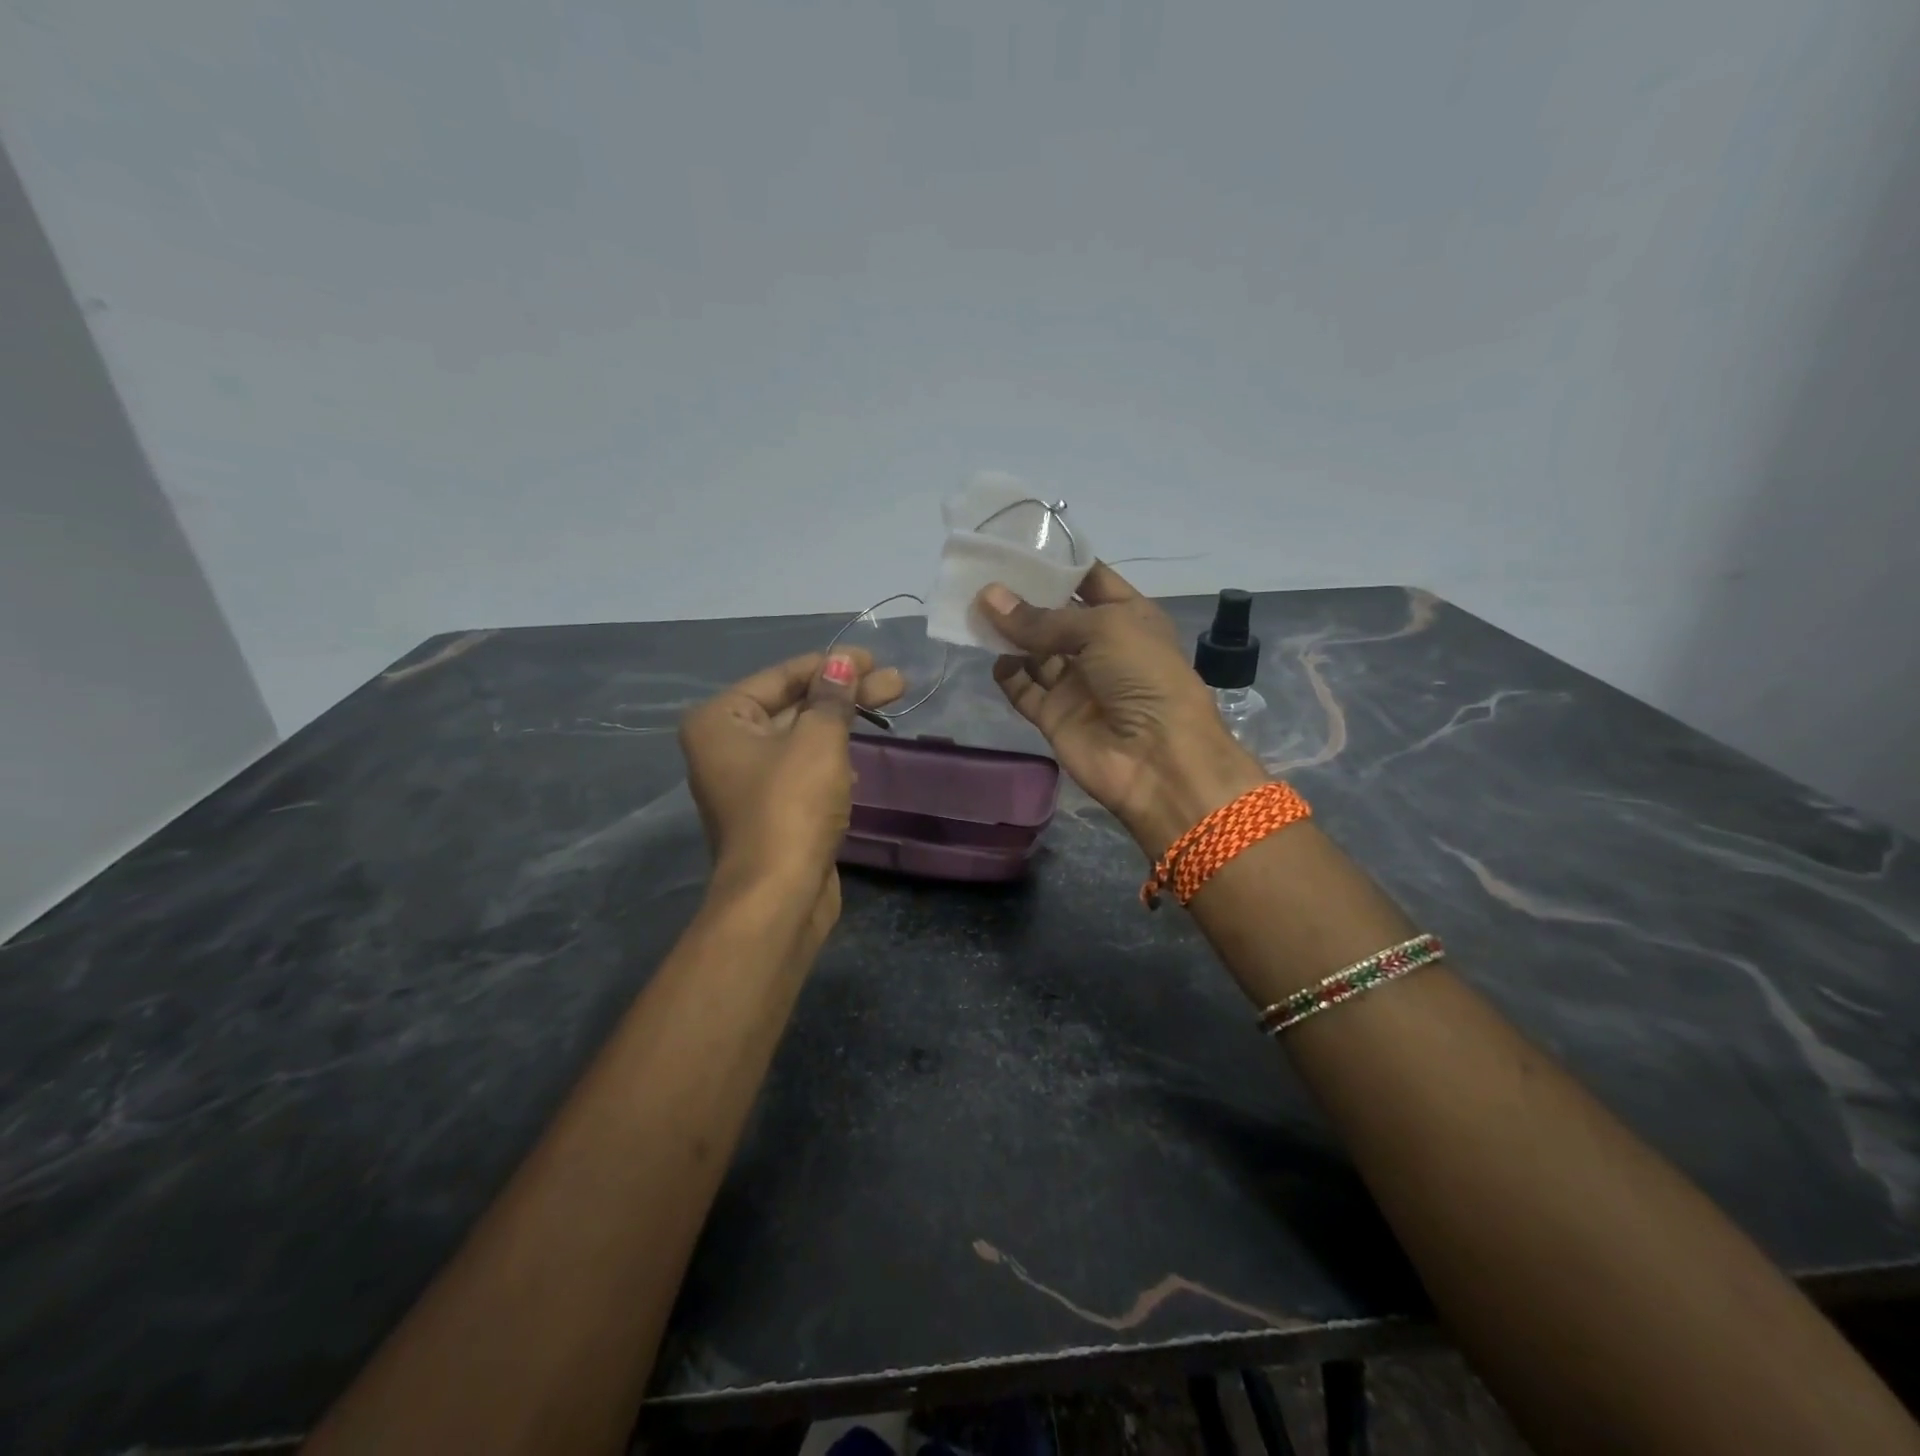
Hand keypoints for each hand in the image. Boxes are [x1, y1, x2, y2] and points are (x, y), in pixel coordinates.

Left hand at [679, 650, 903, 936]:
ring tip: (889, 707)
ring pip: (802, 738)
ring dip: (842, 723)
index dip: (831, 665)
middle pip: (794, 705)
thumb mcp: (818, 741)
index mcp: (720, 720)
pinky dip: (832, 757)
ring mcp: (748, 782)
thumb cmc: (792, 806)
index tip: (874, 659)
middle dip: (845, 693)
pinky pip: (804, 769)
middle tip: (896, 684)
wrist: (779, 896)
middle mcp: (725, 746)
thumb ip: (832, 697)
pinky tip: (861, 755)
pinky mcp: (772, 811)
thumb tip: (843, 661)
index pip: (782, 676)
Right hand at [977, 564, 1263, 850]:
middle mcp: (1102, 647)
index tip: (1016, 545)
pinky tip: (993, 658)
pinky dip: (1008, 674)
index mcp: (1128, 616)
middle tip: (983, 576)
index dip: (1057, 563)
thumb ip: (1041, 619)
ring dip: (1009, 633)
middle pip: (1055, 615)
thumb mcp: (1101, 629)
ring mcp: (1077, 683)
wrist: (1157, 758)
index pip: (1089, 580)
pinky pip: (1024, 689)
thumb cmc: (1143, 675)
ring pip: (1035, 651)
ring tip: (974, 611)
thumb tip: (988, 597)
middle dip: (1023, 597)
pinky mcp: (1055, 716)